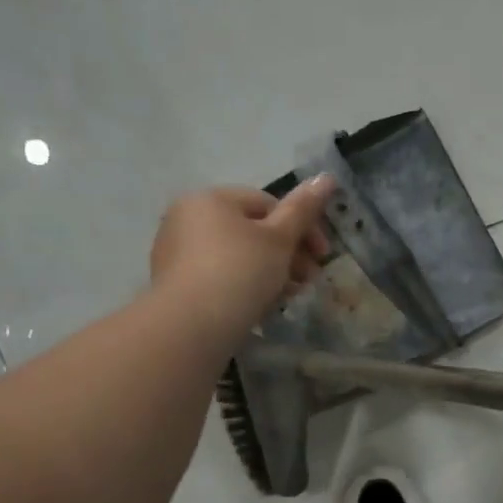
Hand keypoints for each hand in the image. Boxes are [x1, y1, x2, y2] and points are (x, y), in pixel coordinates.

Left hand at [150, 179, 335, 341]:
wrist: (190, 325)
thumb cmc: (240, 272)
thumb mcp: (279, 239)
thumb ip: (303, 209)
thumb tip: (327, 177)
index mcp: (211, 199)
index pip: (267, 203)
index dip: (302, 227)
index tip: (322, 255)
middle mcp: (188, 218)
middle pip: (252, 231)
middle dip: (287, 254)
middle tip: (309, 281)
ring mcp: (177, 252)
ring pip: (238, 256)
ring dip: (270, 273)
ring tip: (288, 296)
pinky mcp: (175, 284)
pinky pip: (220, 277)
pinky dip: (244, 287)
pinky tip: (259, 306)